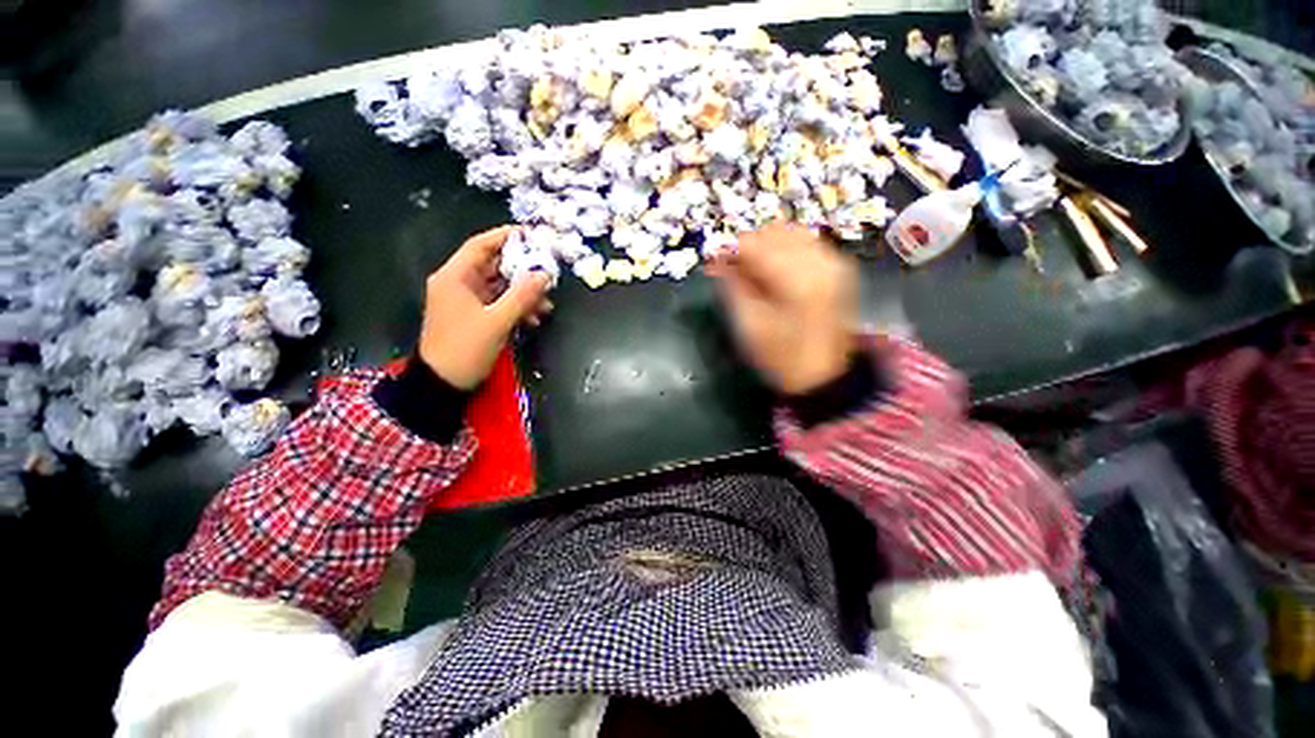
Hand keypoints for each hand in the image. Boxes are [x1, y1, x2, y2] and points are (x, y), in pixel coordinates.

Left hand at [417, 226, 552, 389]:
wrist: (443, 383)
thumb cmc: (465, 348)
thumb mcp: (496, 322)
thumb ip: (521, 296)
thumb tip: (544, 275)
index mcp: (455, 277)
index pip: (480, 246)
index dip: (505, 237)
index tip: (531, 235)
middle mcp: (458, 283)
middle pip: (493, 266)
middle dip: (522, 270)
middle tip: (547, 272)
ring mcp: (466, 301)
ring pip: (500, 287)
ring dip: (523, 293)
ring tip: (546, 304)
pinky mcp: (474, 316)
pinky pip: (499, 303)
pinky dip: (516, 307)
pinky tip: (534, 317)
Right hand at [707, 222, 857, 394]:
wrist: (822, 374)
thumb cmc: (781, 356)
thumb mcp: (749, 325)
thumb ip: (732, 287)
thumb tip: (715, 261)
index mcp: (797, 280)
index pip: (756, 244)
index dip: (730, 248)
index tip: (713, 259)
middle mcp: (820, 261)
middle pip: (773, 232)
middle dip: (747, 246)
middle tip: (730, 268)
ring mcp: (833, 261)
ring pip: (789, 233)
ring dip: (765, 246)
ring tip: (751, 270)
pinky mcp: (838, 266)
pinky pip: (805, 242)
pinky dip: (783, 250)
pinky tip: (773, 270)